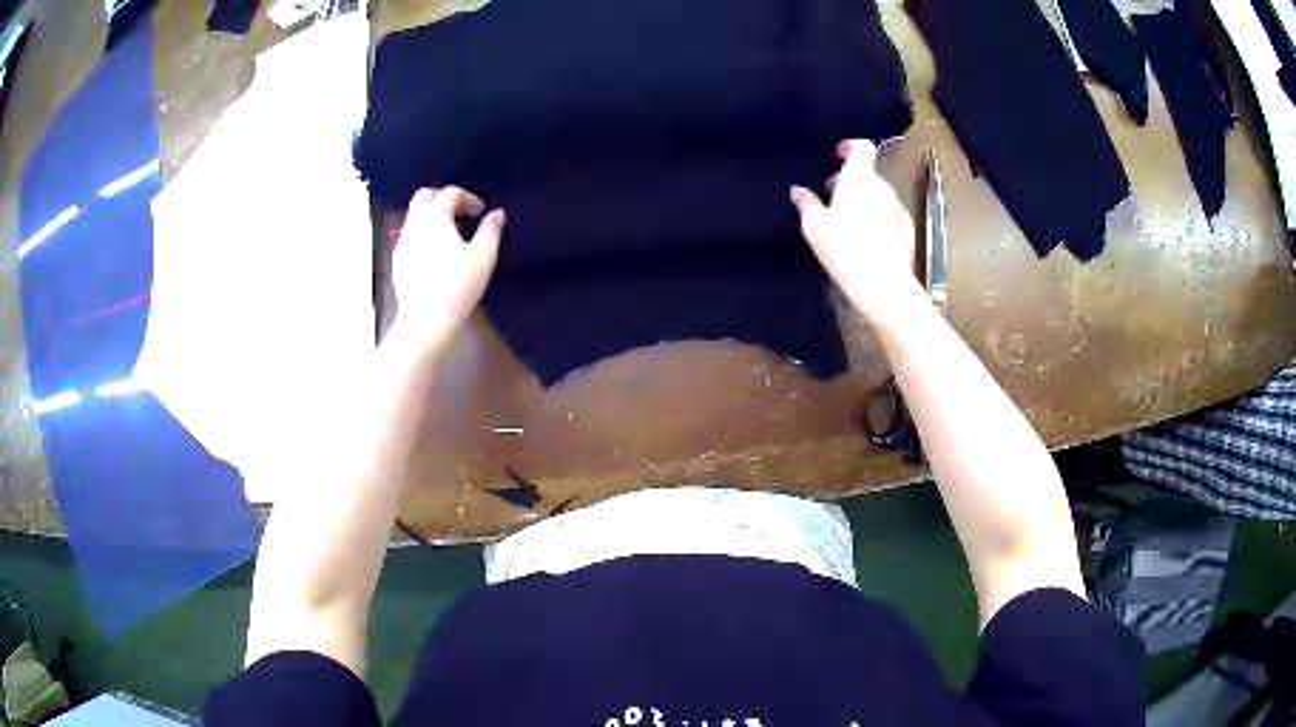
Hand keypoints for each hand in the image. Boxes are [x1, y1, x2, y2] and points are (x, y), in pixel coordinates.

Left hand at [391, 186, 503, 342]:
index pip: (450, 193)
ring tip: (449, 233)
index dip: (468, 197)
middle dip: (443, 198)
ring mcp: (402, 242)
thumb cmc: (457, 286)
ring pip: (414, 215)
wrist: (426, 320)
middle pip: (424, 196)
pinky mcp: (397, 260)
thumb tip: (497, 213)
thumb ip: (491, 230)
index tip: (480, 212)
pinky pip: (409, 234)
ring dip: (431, 215)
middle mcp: (414, 224)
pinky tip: (434, 252)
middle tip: (460, 212)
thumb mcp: (484, 257)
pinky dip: (422, 232)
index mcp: (435, 218)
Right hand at [790, 139, 918, 322]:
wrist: (883, 283)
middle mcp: (883, 187)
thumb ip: (807, 204)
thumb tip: (798, 191)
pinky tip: (866, 242)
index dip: (850, 147)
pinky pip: (890, 215)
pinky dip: (878, 219)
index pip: (862, 147)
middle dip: (851, 181)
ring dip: (864, 202)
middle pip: (868, 174)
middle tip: (832, 198)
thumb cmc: (844, 249)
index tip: (837, 156)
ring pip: (879, 196)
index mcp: (859, 178)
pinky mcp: (908, 229)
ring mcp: (899, 208)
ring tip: (848, 224)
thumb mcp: (815, 227)